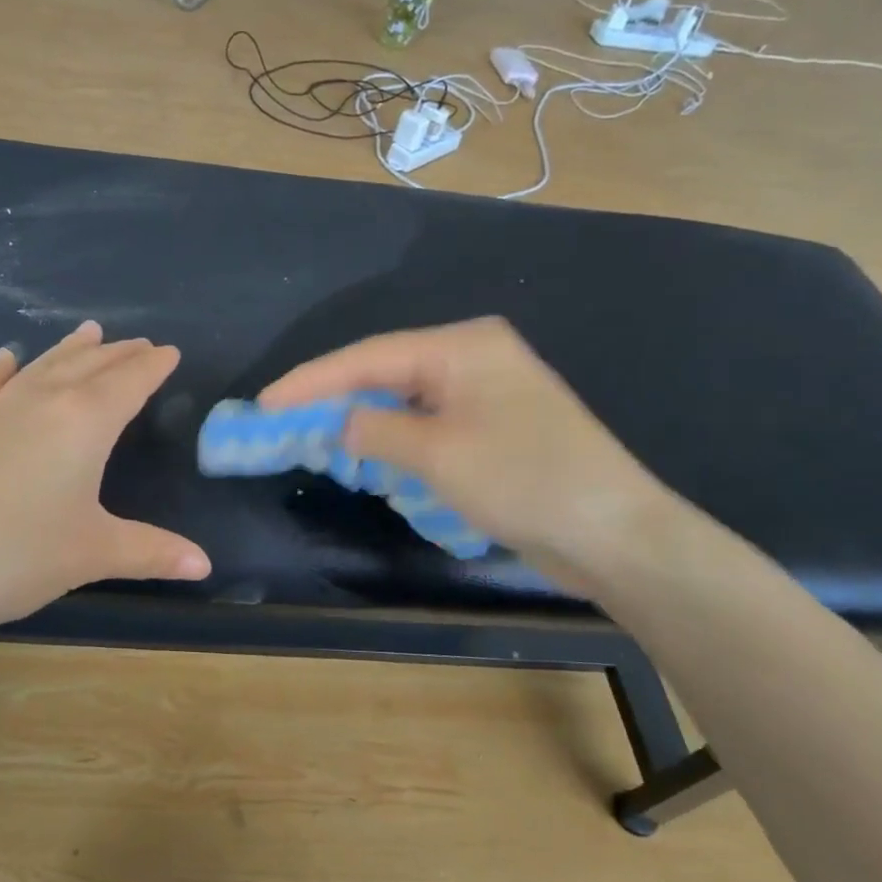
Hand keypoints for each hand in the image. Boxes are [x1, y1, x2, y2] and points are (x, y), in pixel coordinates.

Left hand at [0, 322, 209, 635]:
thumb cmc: (15, 554)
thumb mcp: (90, 554)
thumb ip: (151, 552)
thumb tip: (205, 565)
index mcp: (85, 422)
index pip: (130, 381)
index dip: (153, 366)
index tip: (169, 352)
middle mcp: (43, 400)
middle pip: (90, 365)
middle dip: (120, 353)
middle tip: (141, 344)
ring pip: (44, 365)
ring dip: (71, 349)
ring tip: (90, 332)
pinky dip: (4, 368)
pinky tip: (8, 357)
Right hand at [258, 318, 674, 588]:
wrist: (616, 536)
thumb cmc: (525, 481)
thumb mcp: (439, 454)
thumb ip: (378, 430)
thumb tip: (342, 424)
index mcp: (463, 346)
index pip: (369, 356)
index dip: (312, 380)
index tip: (265, 402)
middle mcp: (472, 358)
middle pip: (384, 372)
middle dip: (334, 398)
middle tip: (281, 421)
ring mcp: (485, 393)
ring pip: (404, 400)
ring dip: (363, 421)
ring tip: (312, 438)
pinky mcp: (492, 427)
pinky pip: (427, 424)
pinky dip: (394, 440)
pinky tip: (368, 455)